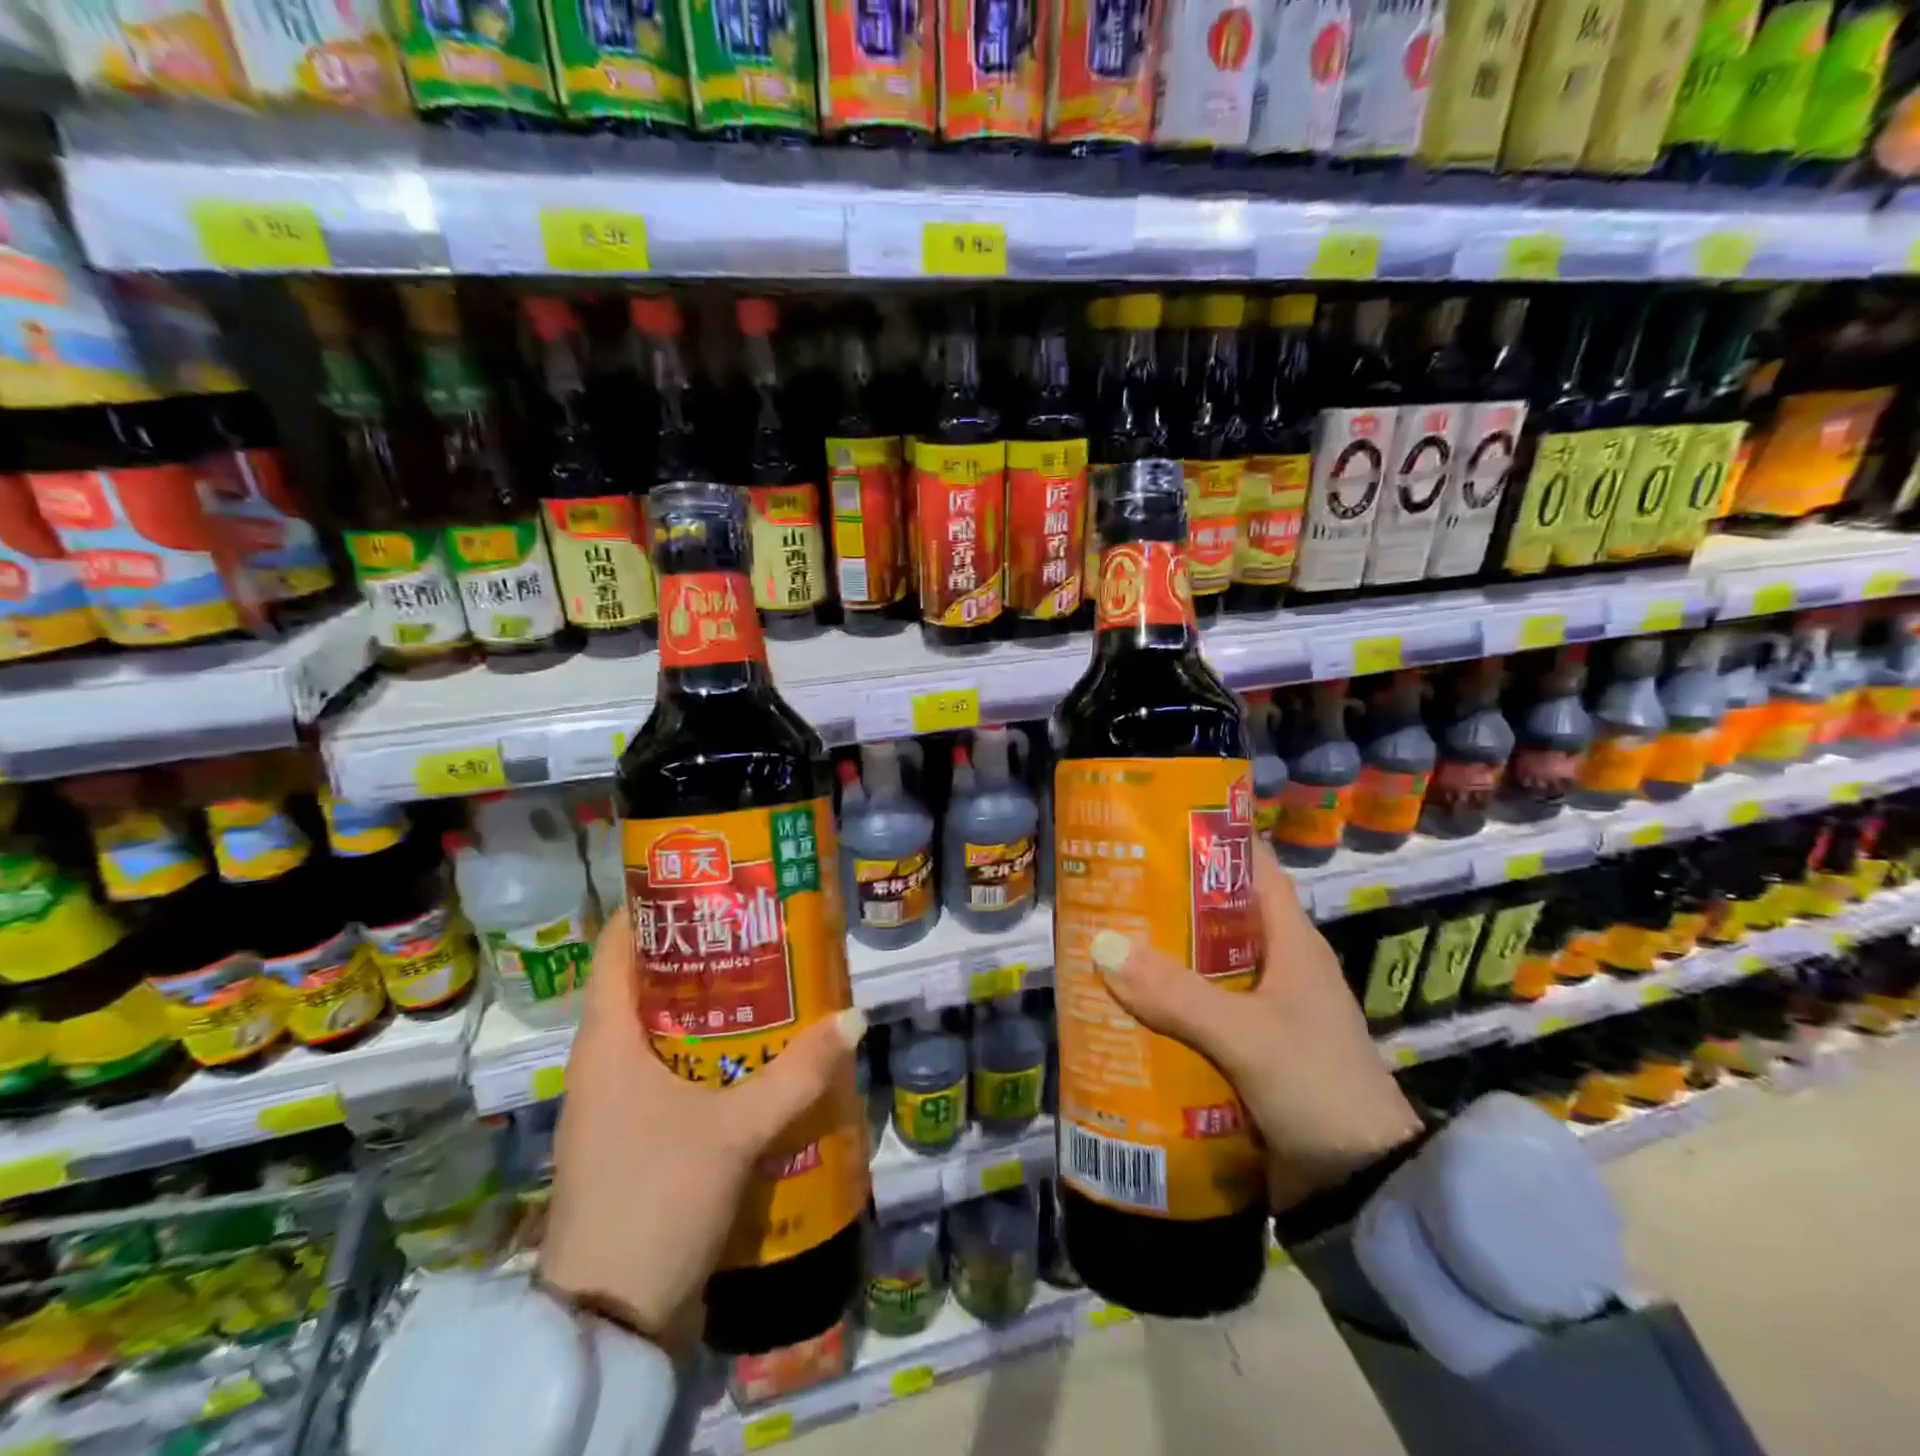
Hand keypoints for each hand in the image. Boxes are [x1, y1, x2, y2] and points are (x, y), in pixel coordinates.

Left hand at [539, 909, 865, 1353]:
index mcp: (606, 1041)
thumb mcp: (736, 1130)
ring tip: (768, 981)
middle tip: (758, 928)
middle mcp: (604, 1063)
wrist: (609, 1320)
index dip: (653, 909)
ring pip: (662, 1033)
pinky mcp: (634, 1139)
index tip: (706, 884)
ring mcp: (616, 1104)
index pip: (616, 949)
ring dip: (710, 1009)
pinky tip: (755, 1056)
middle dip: (701, 956)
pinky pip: (671, 1075)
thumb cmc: (657, 1196)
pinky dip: (708, 1056)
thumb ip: (798, 1073)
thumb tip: (855, 1016)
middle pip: (648, 986)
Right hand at [1091, 839, 1422, 1209]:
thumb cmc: (1318, 1089)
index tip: (1155, 828)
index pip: (1253, 868)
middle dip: (1166, 902)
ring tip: (1102, 942)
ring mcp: (1266, 1011)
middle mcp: (1279, 966)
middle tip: (1109, 887)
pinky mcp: (1251, 1051)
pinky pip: (1200, 1012)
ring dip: (1160, 958)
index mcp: (1292, 943)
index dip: (1210, 842)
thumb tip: (1102, 947)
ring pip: (1203, 966)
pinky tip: (1125, 1006)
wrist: (1366, 1193)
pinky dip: (1166, 1005)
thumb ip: (1176, 994)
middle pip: (1216, 916)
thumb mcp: (1247, 1036)